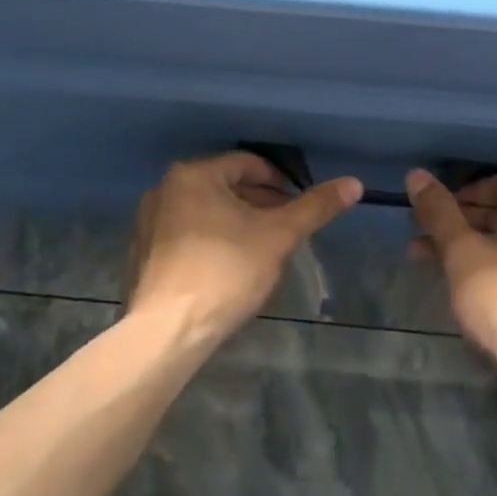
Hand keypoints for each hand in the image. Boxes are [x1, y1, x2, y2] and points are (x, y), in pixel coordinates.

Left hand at [129, 152, 361, 345]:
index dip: (280, 182)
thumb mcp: (278, 236)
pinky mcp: (143, 254)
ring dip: (235, 222)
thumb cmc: (225, 271)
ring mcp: (148, 222)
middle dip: (258, 203)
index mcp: (193, 175)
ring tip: (261, 249)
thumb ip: (314, 207)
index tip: (299, 206)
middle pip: (225, 186)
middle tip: (284, 229)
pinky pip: (186, 234)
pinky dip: (211, 240)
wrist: (167, 331)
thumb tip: (353, 183)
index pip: (248, 164)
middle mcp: (164, 189)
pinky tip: (227, 268)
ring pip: (205, 211)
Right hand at [405, 170, 496, 381]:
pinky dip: (476, 268)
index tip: (426, 208)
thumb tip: (415, 174)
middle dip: (453, 222)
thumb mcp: (463, 251)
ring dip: (459, 247)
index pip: (496, 185)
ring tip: (417, 256)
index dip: (457, 193)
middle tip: (415, 231)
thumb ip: (438, 213)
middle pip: (496, 214)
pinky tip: (447, 281)